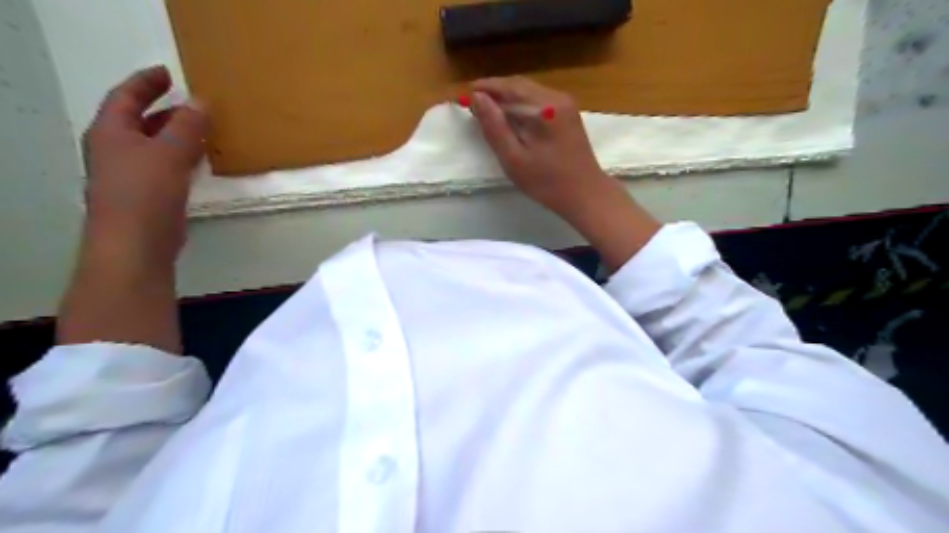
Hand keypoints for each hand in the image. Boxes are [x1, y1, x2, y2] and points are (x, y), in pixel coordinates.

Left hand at [81, 68, 207, 266]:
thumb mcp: (168, 153)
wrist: (136, 243)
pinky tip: (203, 161)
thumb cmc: (145, 192)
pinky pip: (168, 165)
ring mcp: (132, 173)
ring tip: (206, 129)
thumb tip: (202, 102)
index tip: (169, 73)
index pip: (125, 97)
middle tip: (195, 103)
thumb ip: (187, 127)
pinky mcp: (150, 194)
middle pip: (141, 121)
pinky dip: (184, 157)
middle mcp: (117, 149)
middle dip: (166, 110)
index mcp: (111, 132)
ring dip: (179, 135)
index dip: (146, 83)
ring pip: (157, 145)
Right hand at [468, 74, 619, 217]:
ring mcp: (566, 104)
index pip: (508, 88)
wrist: (585, 194)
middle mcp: (556, 97)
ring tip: (488, 111)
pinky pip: (539, 100)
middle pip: (519, 85)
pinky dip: (522, 105)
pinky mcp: (569, 114)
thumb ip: (494, 127)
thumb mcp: (514, 158)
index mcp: (544, 107)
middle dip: (495, 91)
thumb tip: (478, 98)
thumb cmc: (547, 182)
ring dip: (508, 97)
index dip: (485, 89)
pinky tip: (512, 118)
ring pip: (529, 92)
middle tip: (474, 103)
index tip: (465, 97)